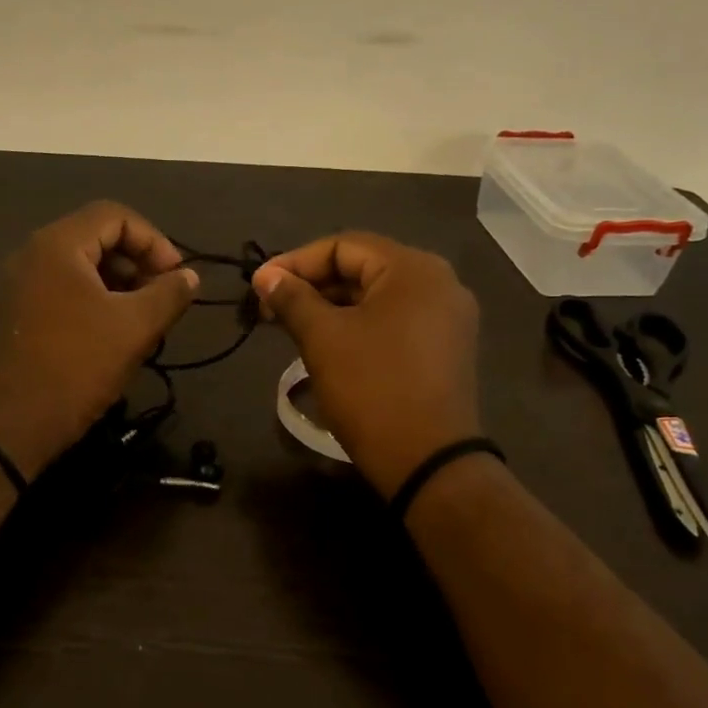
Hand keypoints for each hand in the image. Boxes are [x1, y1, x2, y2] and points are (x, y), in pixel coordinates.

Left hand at [0, 202, 198, 479]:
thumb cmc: (79, 365)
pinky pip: (67, 288)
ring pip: (84, 265)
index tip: (176, 277)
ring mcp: (23, 284)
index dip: (155, 240)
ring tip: (145, 318)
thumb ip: (169, 293)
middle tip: (163, 297)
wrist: (16, 422)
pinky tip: (117, 332)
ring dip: (121, 283)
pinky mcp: (22, 312)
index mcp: (58, 245)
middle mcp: (34, 255)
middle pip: (98, 236)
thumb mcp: (136, 327)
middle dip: (139, 261)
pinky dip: (98, 299)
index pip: (116, 215)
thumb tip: (189, 277)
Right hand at [252, 232, 480, 496]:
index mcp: (414, 269)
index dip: (295, 262)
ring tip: (292, 327)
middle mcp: (440, 283)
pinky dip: (359, 326)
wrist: (428, 461)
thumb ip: (292, 299)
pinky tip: (329, 344)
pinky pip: (395, 322)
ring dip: (333, 307)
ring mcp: (448, 318)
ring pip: (378, 298)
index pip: (344, 246)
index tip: (259, 286)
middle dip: (313, 286)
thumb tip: (265, 276)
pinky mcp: (446, 349)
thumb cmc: (372, 389)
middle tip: (270, 309)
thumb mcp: (323, 339)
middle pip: (364, 269)